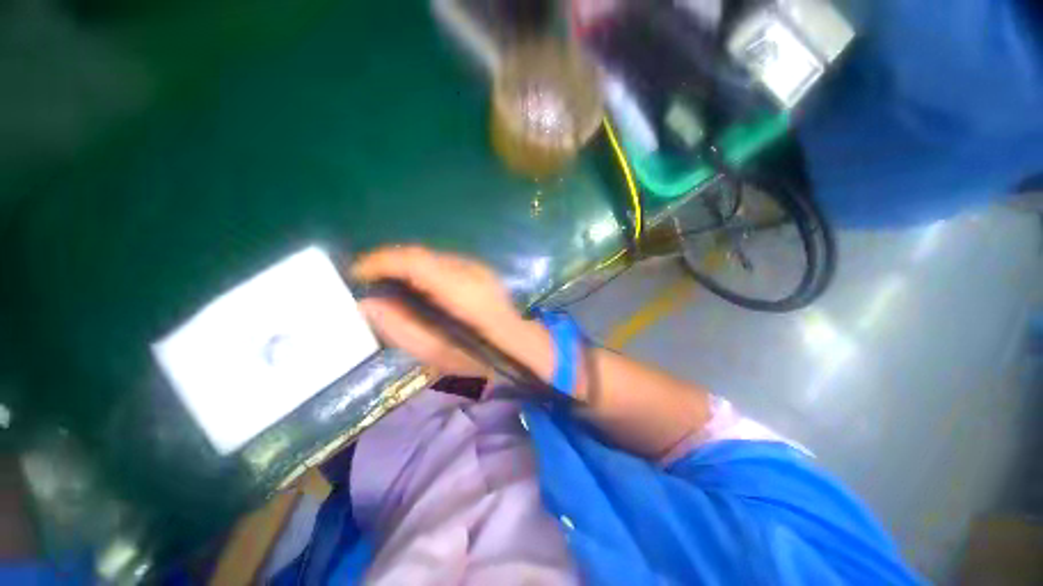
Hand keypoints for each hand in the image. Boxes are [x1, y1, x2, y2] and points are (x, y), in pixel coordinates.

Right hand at [352, 246, 551, 380]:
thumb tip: (367, 304)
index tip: (356, 272)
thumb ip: (400, 328)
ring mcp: (478, 267)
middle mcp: (470, 270)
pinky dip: (422, 269)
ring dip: (406, 265)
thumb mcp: (436, 352)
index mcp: (461, 290)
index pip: (415, 260)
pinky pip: (443, 263)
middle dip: (390, 262)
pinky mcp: (480, 270)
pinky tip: (417, 286)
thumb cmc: (480, 357)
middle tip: (368, 279)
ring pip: (431, 256)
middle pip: (421, 254)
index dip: (381, 261)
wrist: (519, 347)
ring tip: (388, 283)